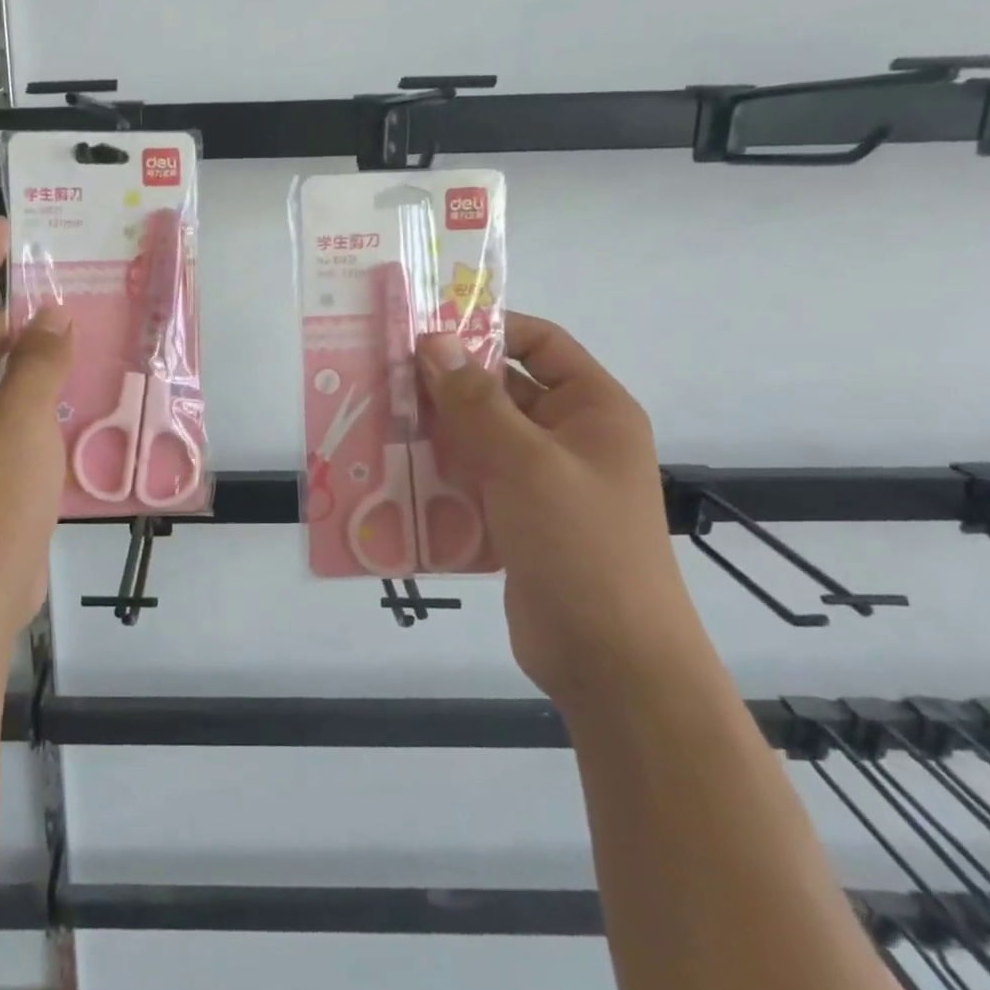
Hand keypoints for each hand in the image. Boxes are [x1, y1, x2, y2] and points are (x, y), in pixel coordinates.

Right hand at [417, 315, 703, 709]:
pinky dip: (439, 472)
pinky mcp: (517, 519)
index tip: (425, 329)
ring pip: (481, 436)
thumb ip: (475, 401)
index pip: (540, 343)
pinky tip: (393, 471)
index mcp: (593, 409)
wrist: (610, 660)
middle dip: (447, 383)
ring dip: (436, 429)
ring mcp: (542, 481)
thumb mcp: (526, 462)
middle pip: (502, 389)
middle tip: (384, 375)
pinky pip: (473, 479)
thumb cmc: (581, 545)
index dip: (487, 328)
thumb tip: (434, 340)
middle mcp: (570, 437)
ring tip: (378, 418)